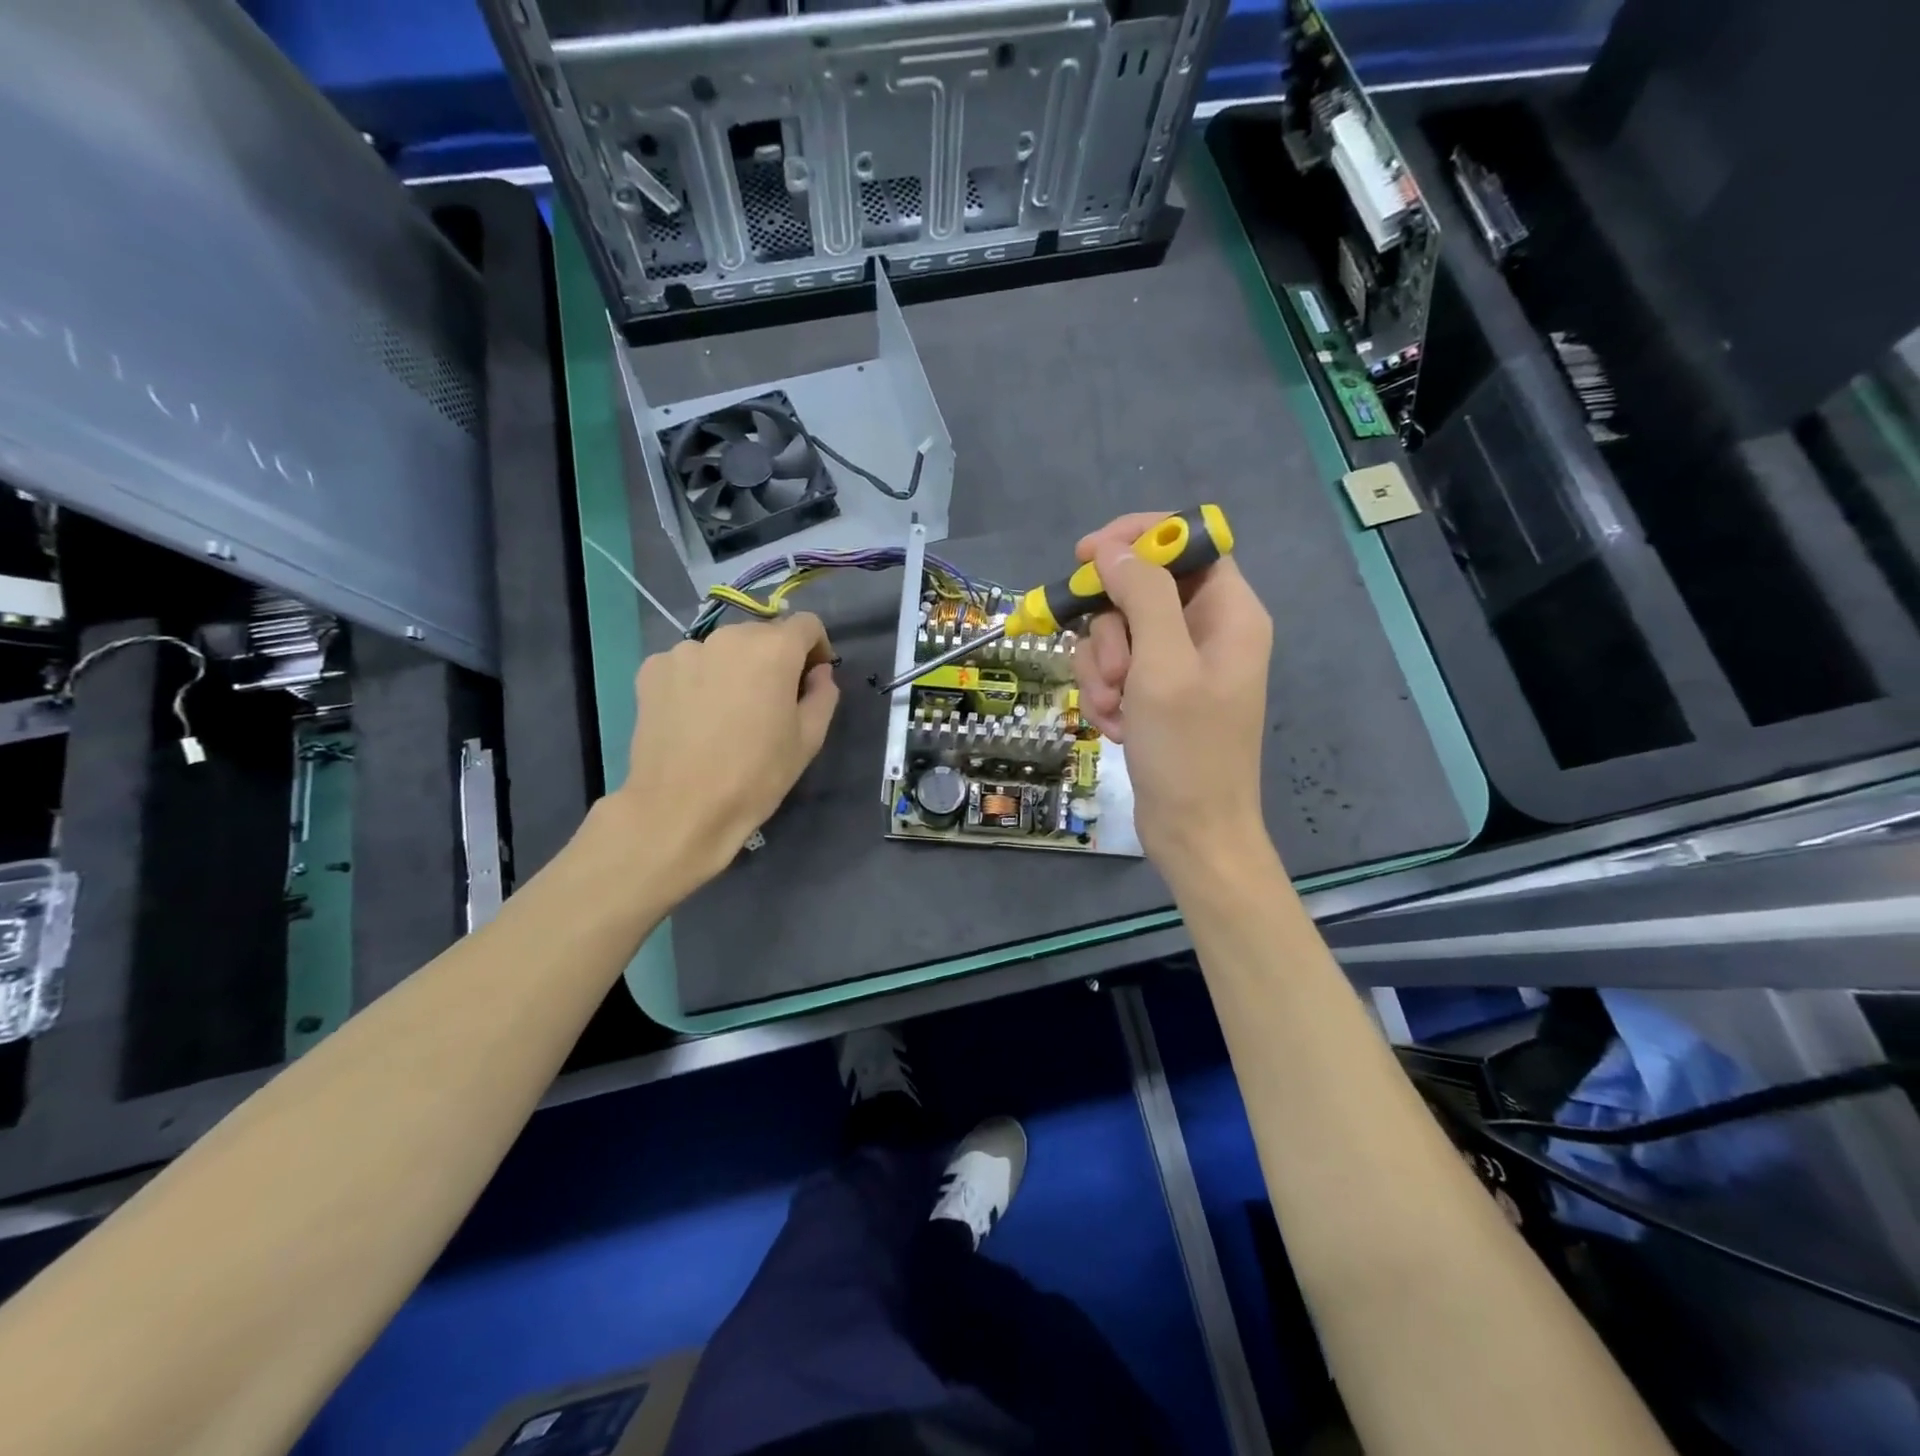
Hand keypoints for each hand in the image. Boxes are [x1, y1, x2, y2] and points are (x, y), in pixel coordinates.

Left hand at [612, 613, 839, 893]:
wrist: (680, 808)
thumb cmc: (756, 775)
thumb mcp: (808, 739)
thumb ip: (823, 695)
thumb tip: (818, 673)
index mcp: (773, 649)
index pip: (806, 624)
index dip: (817, 649)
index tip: (812, 678)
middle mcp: (728, 637)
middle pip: (762, 635)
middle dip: (774, 659)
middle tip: (771, 702)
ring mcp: (684, 650)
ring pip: (723, 650)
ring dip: (734, 668)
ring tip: (728, 712)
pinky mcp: (652, 669)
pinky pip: (689, 665)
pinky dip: (699, 680)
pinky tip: (696, 716)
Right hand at [1072, 512, 1274, 875]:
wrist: (1192, 832)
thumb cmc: (1187, 750)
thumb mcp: (1162, 666)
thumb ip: (1142, 597)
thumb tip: (1114, 550)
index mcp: (1229, 612)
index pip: (1186, 543)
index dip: (1137, 540)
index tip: (1087, 556)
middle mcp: (1208, 630)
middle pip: (1140, 591)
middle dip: (1111, 632)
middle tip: (1113, 673)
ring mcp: (1180, 664)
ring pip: (1118, 633)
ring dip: (1101, 670)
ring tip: (1114, 709)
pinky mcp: (1157, 693)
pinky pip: (1116, 670)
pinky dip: (1105, 695)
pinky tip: (1115, 726)